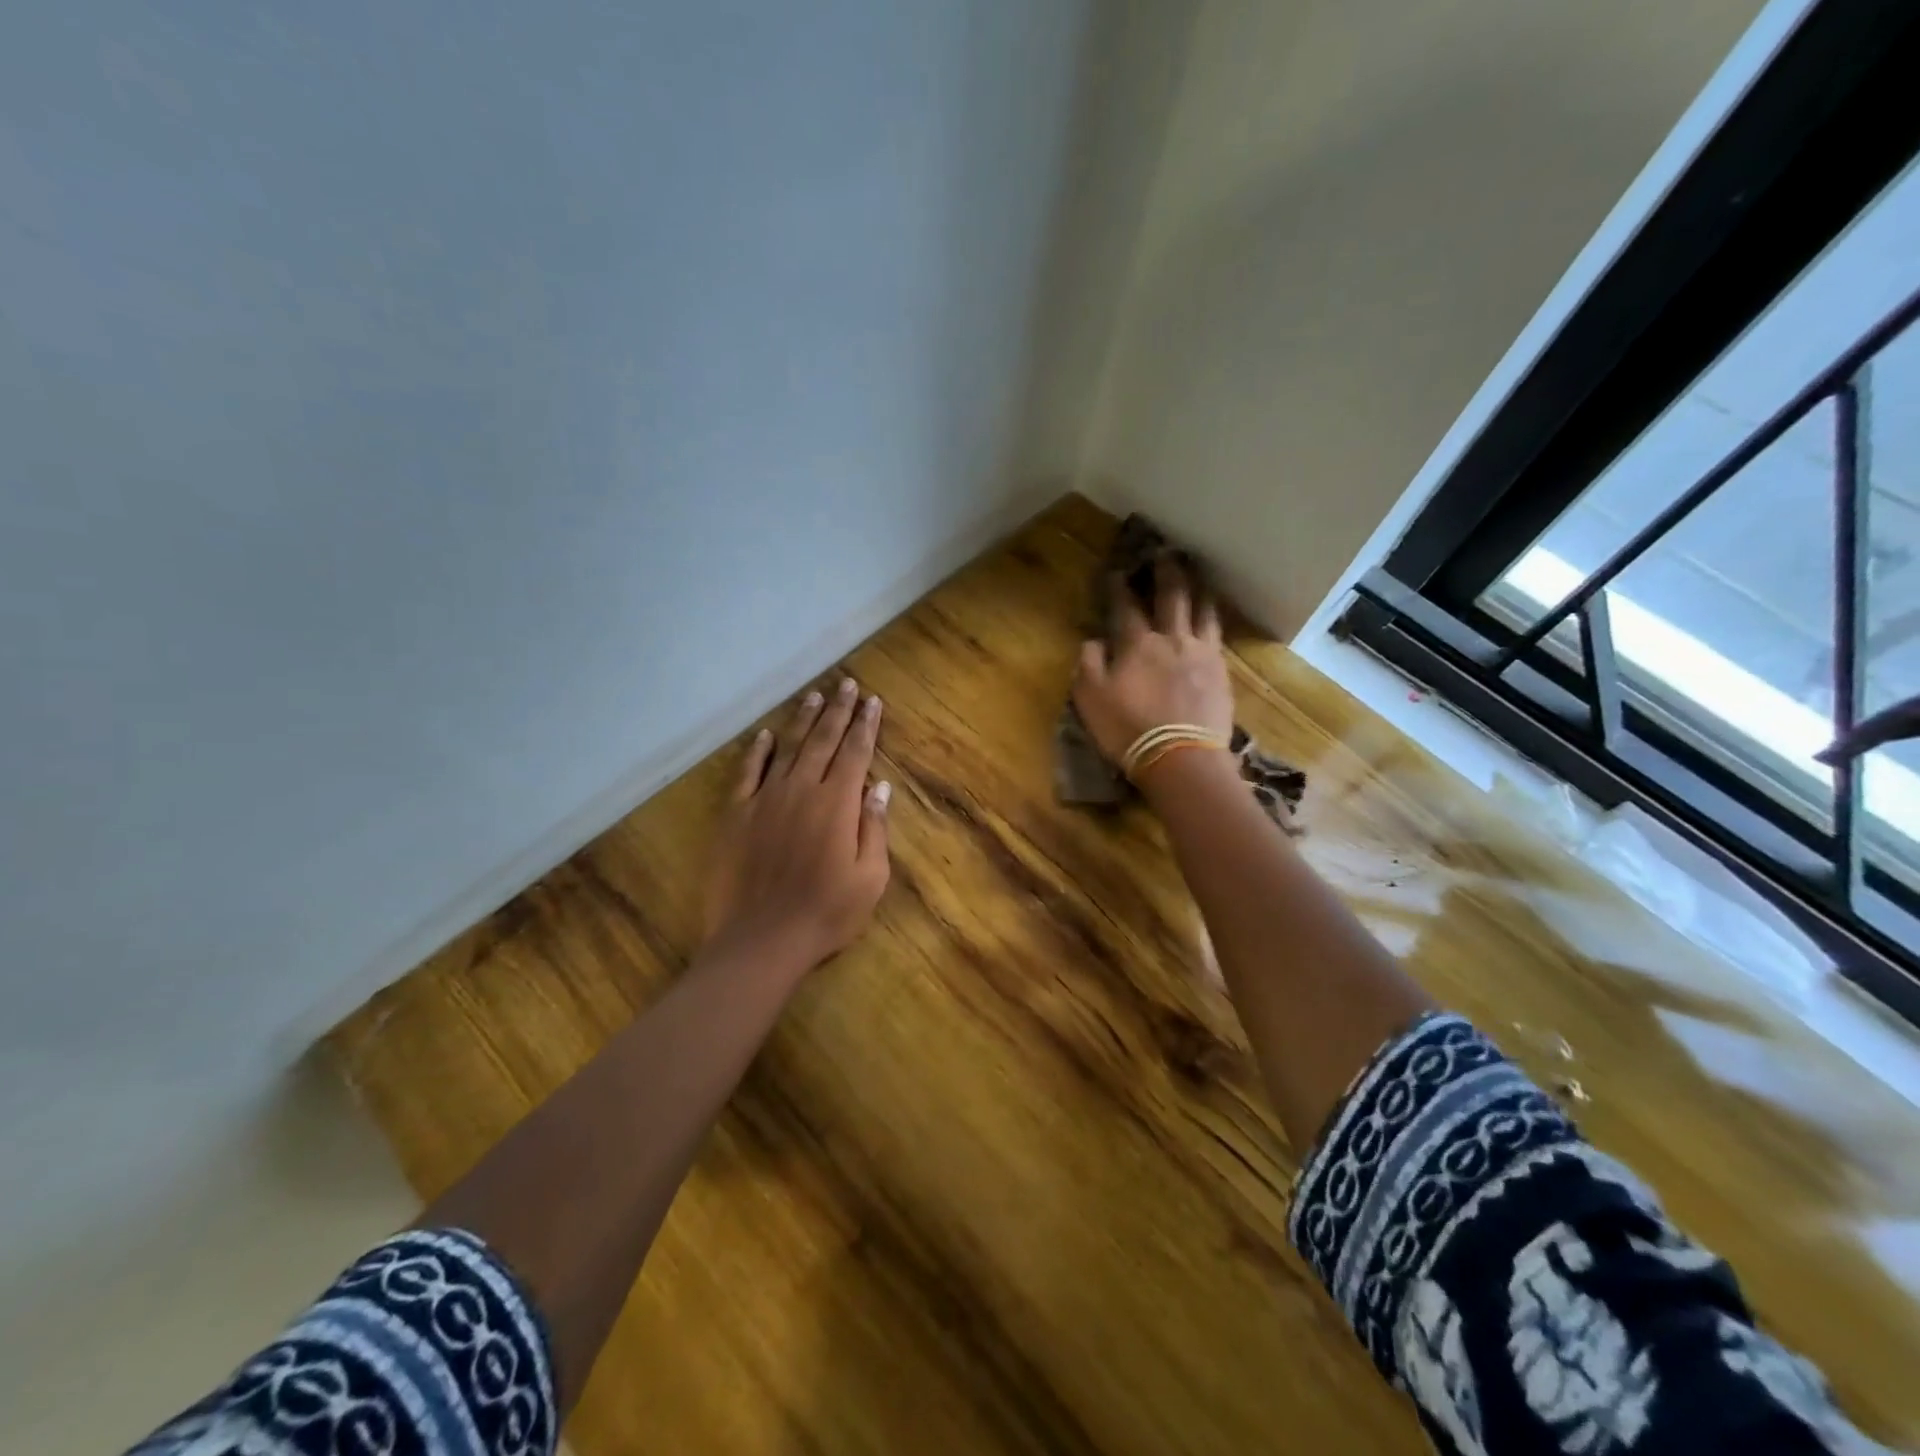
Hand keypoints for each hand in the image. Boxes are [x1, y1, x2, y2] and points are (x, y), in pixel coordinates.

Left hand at [703, 677, 891, 972]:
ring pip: (788, 748)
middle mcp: (802, 790)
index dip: (865, 725)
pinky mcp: (736, 815)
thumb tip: (879, 786)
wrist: (760, 941)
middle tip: (847, 684)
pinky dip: (757, 751)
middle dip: (838, 710)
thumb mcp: (869, 878)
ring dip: (803, 720)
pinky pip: (747, 773)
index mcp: (837, 804)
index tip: (872, 701)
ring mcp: (765, 799)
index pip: (855, 753)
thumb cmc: (825, 914)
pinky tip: (766, 735)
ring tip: (814, 695)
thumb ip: (874, 828)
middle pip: (823, 740)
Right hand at [1072, 562, 1234, 767]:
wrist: (1181, 758)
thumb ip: (1088, 664)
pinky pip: (1219, 636)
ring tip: (1199, 575)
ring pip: (1203, 610)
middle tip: (1167, 551)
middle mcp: (1172, 639)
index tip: (1117, 570)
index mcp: (1137, 644)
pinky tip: (1213, 617)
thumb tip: (1093, 641)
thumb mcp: (1091, 699)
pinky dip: (1214, 619)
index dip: (1120, 586)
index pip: (1126, 606)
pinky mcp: (1222, 673)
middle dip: (1167, 571)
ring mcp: (1202, 654)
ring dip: (1199, 588)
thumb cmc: (1128, 729)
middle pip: (1173, 596)